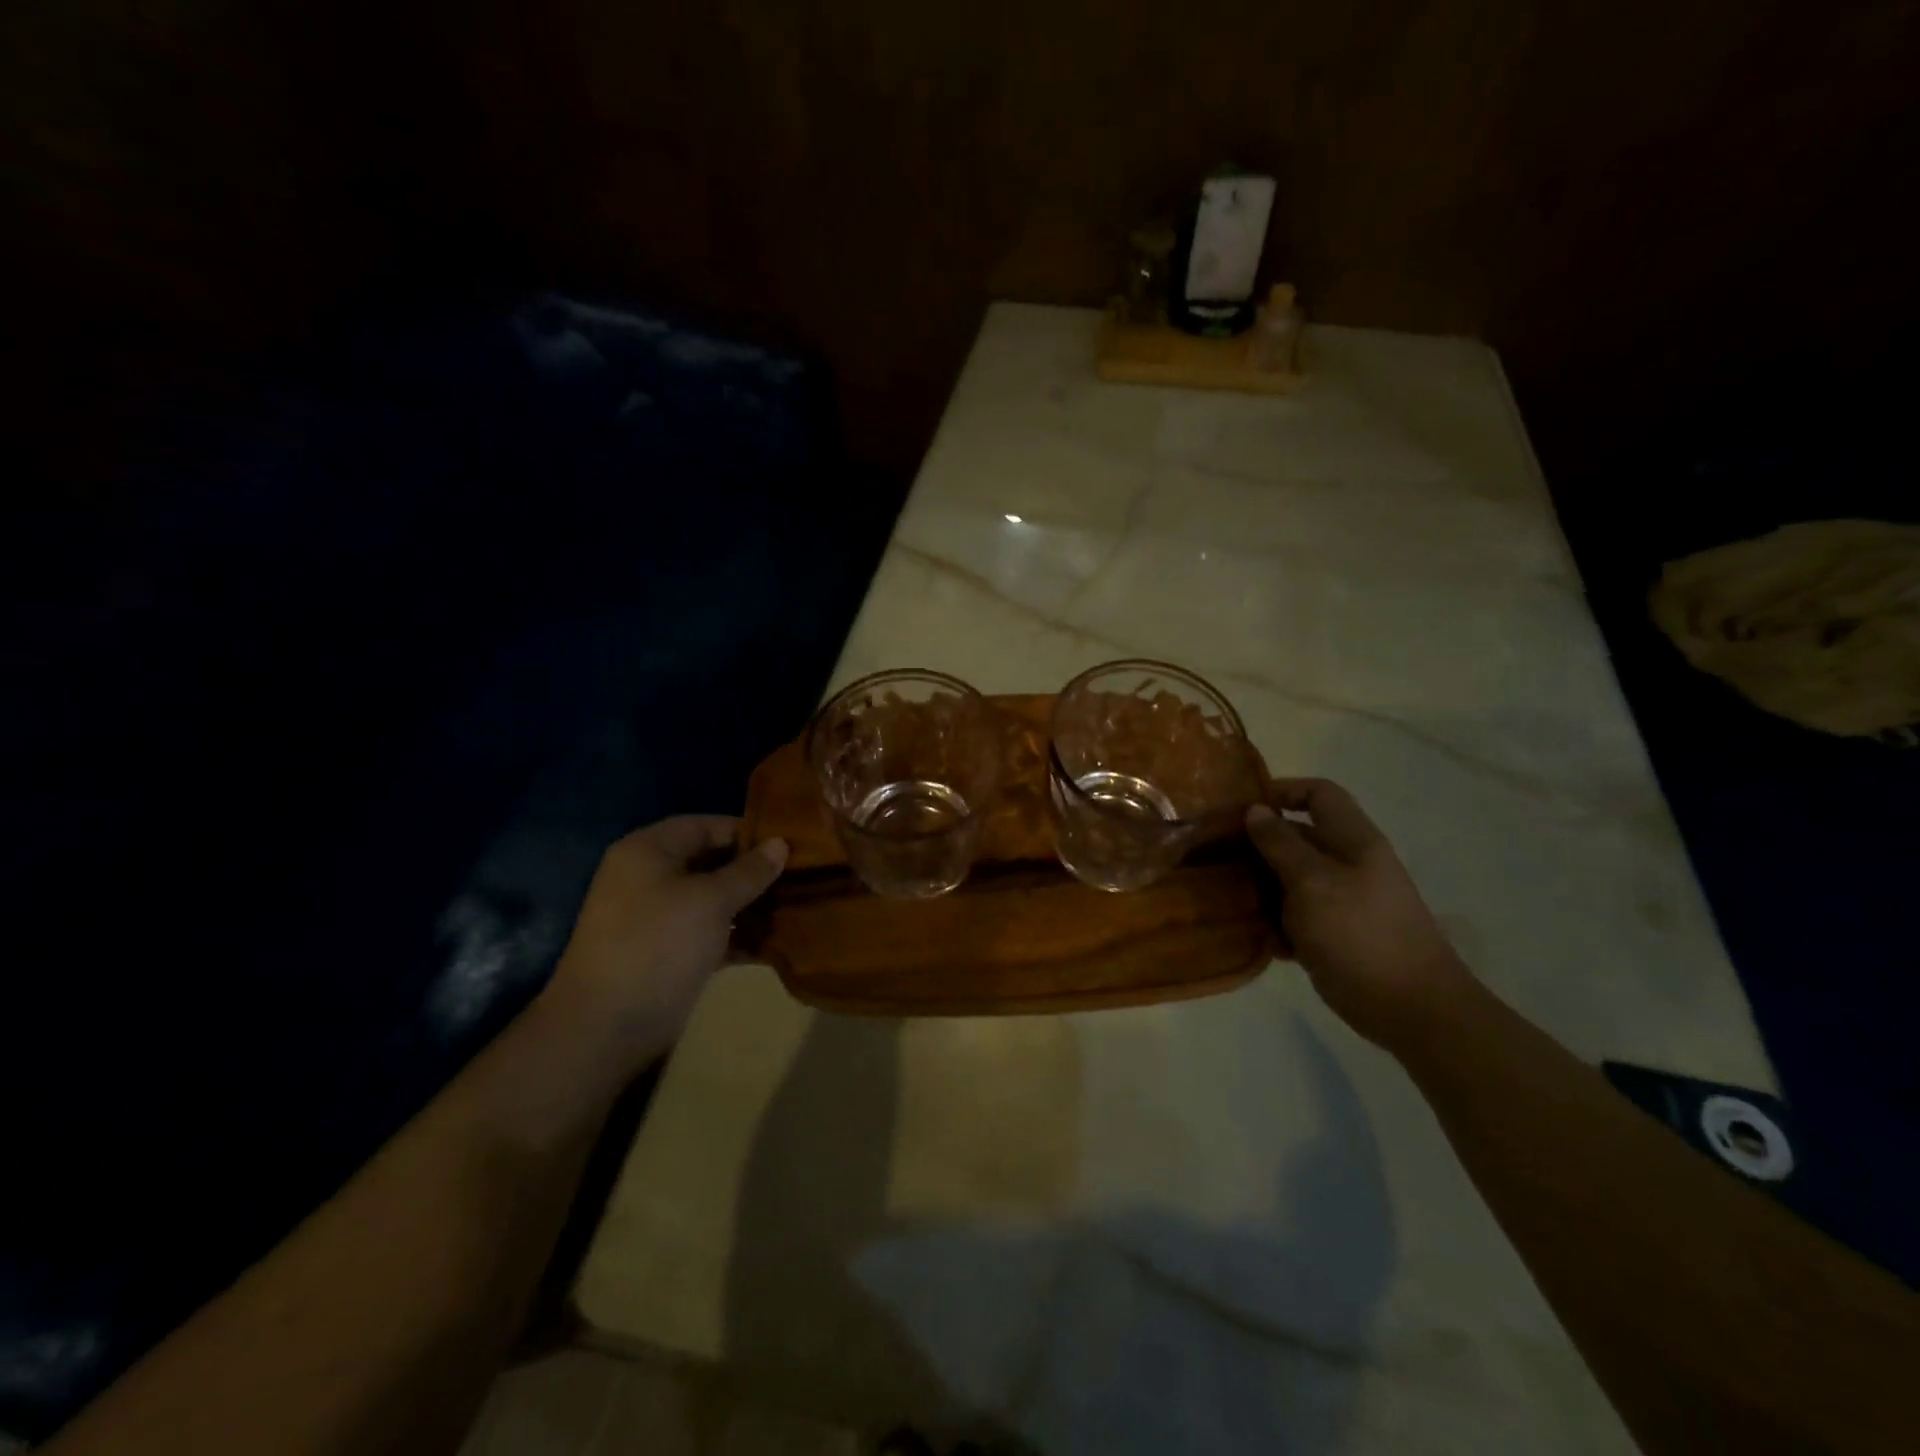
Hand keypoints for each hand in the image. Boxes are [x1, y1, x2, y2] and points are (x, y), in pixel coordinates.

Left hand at [543, 816, 787, 1070]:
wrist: (607, 1025)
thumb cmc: (658, 943)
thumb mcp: (711, 900)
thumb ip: (749, 871)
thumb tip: (781, 844)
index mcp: (648, 851)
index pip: (704, 826)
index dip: (745, 830)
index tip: (788, 841)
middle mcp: (650, 878)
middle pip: (710, 862)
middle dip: (753, 870)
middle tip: (799, 874)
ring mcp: (658, 919)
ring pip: (713, 900)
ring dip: (751, 905)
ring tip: (797, 905)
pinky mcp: (669, 954)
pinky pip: (711, 934)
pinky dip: (739, 936)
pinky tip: (777, 942)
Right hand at [1245, 779, 1472, 1050]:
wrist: (1411, 1009)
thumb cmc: (1361, 934)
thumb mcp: (1313, 882)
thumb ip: (1281, 844)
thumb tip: (1255, 810)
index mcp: (1353, 841)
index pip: (1319, 794)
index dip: (1282, 791)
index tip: (1240, 808)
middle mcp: (1348, 864)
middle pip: (1298, 837)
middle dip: (1258, 844)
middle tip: (1216, 855)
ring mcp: (1342, 901)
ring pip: (1290, 879)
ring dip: (1260, 885)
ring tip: (1224, 895)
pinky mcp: (1334, 934)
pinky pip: (1295, 916)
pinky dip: (1273, 921)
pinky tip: (1250, 932)